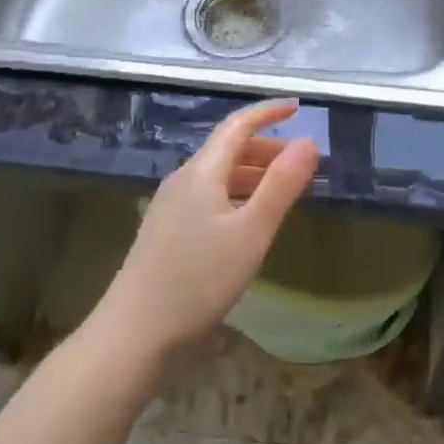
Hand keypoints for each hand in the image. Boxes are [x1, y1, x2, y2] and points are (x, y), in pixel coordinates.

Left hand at [95, 98, 319, 364]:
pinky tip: (251, 222)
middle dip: (268, 148)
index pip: (237, 126)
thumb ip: (282, 185)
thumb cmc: (198, 280)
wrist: (135, 336)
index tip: (298, 107)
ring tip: (286, 191)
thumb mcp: (251, 232)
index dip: (268, 113)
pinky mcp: (168, 234)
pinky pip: (210, 198)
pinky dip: (239, 196)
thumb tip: (309, 142)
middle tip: (304, 163)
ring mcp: (171, 208)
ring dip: (255, 175)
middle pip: (228, 150)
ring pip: (220, 177)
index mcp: (201, 172)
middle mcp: (183, 181)